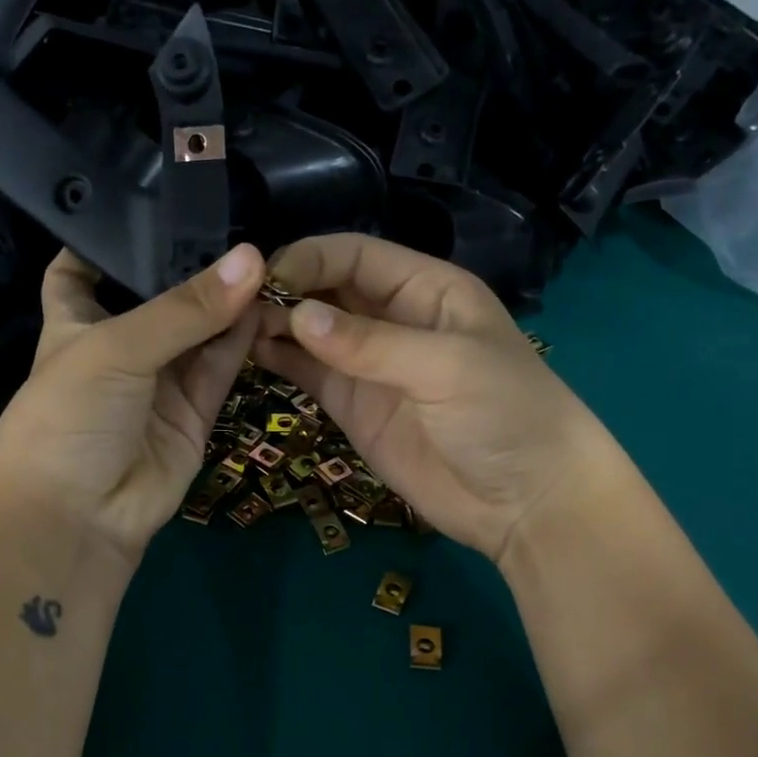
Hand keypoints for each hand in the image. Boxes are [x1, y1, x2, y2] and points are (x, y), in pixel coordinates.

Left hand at [0, 244, 264, 567]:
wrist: (80, 516)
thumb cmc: (70, 416)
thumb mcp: (116, 347)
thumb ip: (185, 307)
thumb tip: (252, 259)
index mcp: (74, 323)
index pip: (80, 269)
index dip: (105, 238)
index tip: (147, 201)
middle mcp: (118, 347)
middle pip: (157, 297)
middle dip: (189, 265)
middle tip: (235, 220)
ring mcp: (158, 382)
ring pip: (198, 332)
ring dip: (225, 302)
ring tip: (264, 259)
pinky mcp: (193, 413)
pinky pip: (220, 368)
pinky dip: (240, 341)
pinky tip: (264, 305)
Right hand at [253, 234, 611, 564]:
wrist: (524, 501)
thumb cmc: (505, 415)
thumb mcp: (447, 367)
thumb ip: (372, 343)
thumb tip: (297, 317)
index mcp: (427, 289)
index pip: (357, 255)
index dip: (311, 259)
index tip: (265, 277)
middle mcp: (394, 319)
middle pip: (329, 289)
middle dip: (286, 291)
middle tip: (235, 305)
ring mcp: (371, 366)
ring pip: (313, 332)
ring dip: (276, 326)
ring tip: (232, 329)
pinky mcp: (355, 408)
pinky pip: (311, 374)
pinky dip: (281, 362)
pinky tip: (248, 355)